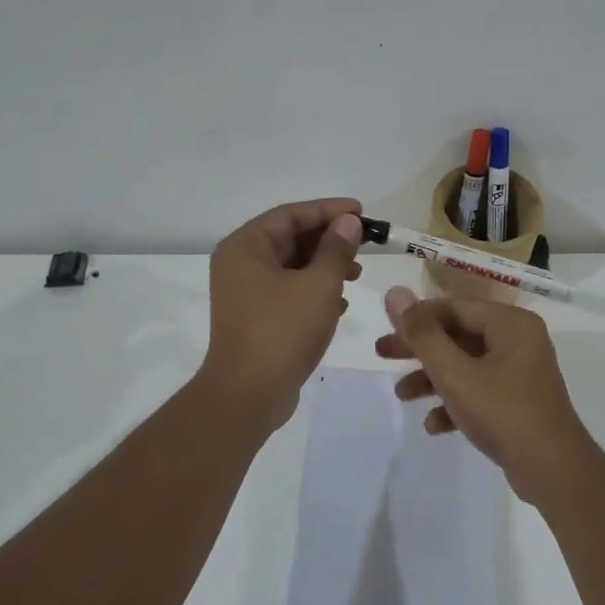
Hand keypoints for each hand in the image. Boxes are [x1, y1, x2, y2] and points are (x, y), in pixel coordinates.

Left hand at [200, 198, 363, 430]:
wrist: (249, 394)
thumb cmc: (283, 331)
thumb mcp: (319, 285)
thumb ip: (336, 250)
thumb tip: (348, 222)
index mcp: (246, 247)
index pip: (291, 215)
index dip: (328, 210)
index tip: (361, 212)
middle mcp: (239, 264)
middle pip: (289, 238)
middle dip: (329, 240)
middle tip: (364, 244)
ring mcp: (245, 293)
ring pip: (291, 267)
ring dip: (324, 267)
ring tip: (357, 276)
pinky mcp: (255, 318)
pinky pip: (287, 292)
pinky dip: (313, 291)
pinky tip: (340, 304)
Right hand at [374, 286, 588, 493]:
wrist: (554, 470)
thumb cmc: (503, 412)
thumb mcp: (455, 373)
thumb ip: (422, 334)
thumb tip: (394, 293)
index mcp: (510, 323)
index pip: (454, 307)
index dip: (417, 317)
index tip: (385, 331)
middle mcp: (519, 340)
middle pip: (458, 335)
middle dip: (420, 349)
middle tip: (382, 354)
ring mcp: (521, 372)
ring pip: (466, 365)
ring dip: (432, 378)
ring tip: (401, 395)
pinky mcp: (519, 401)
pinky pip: (480, 391)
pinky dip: (455, 402)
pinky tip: (433, 425)